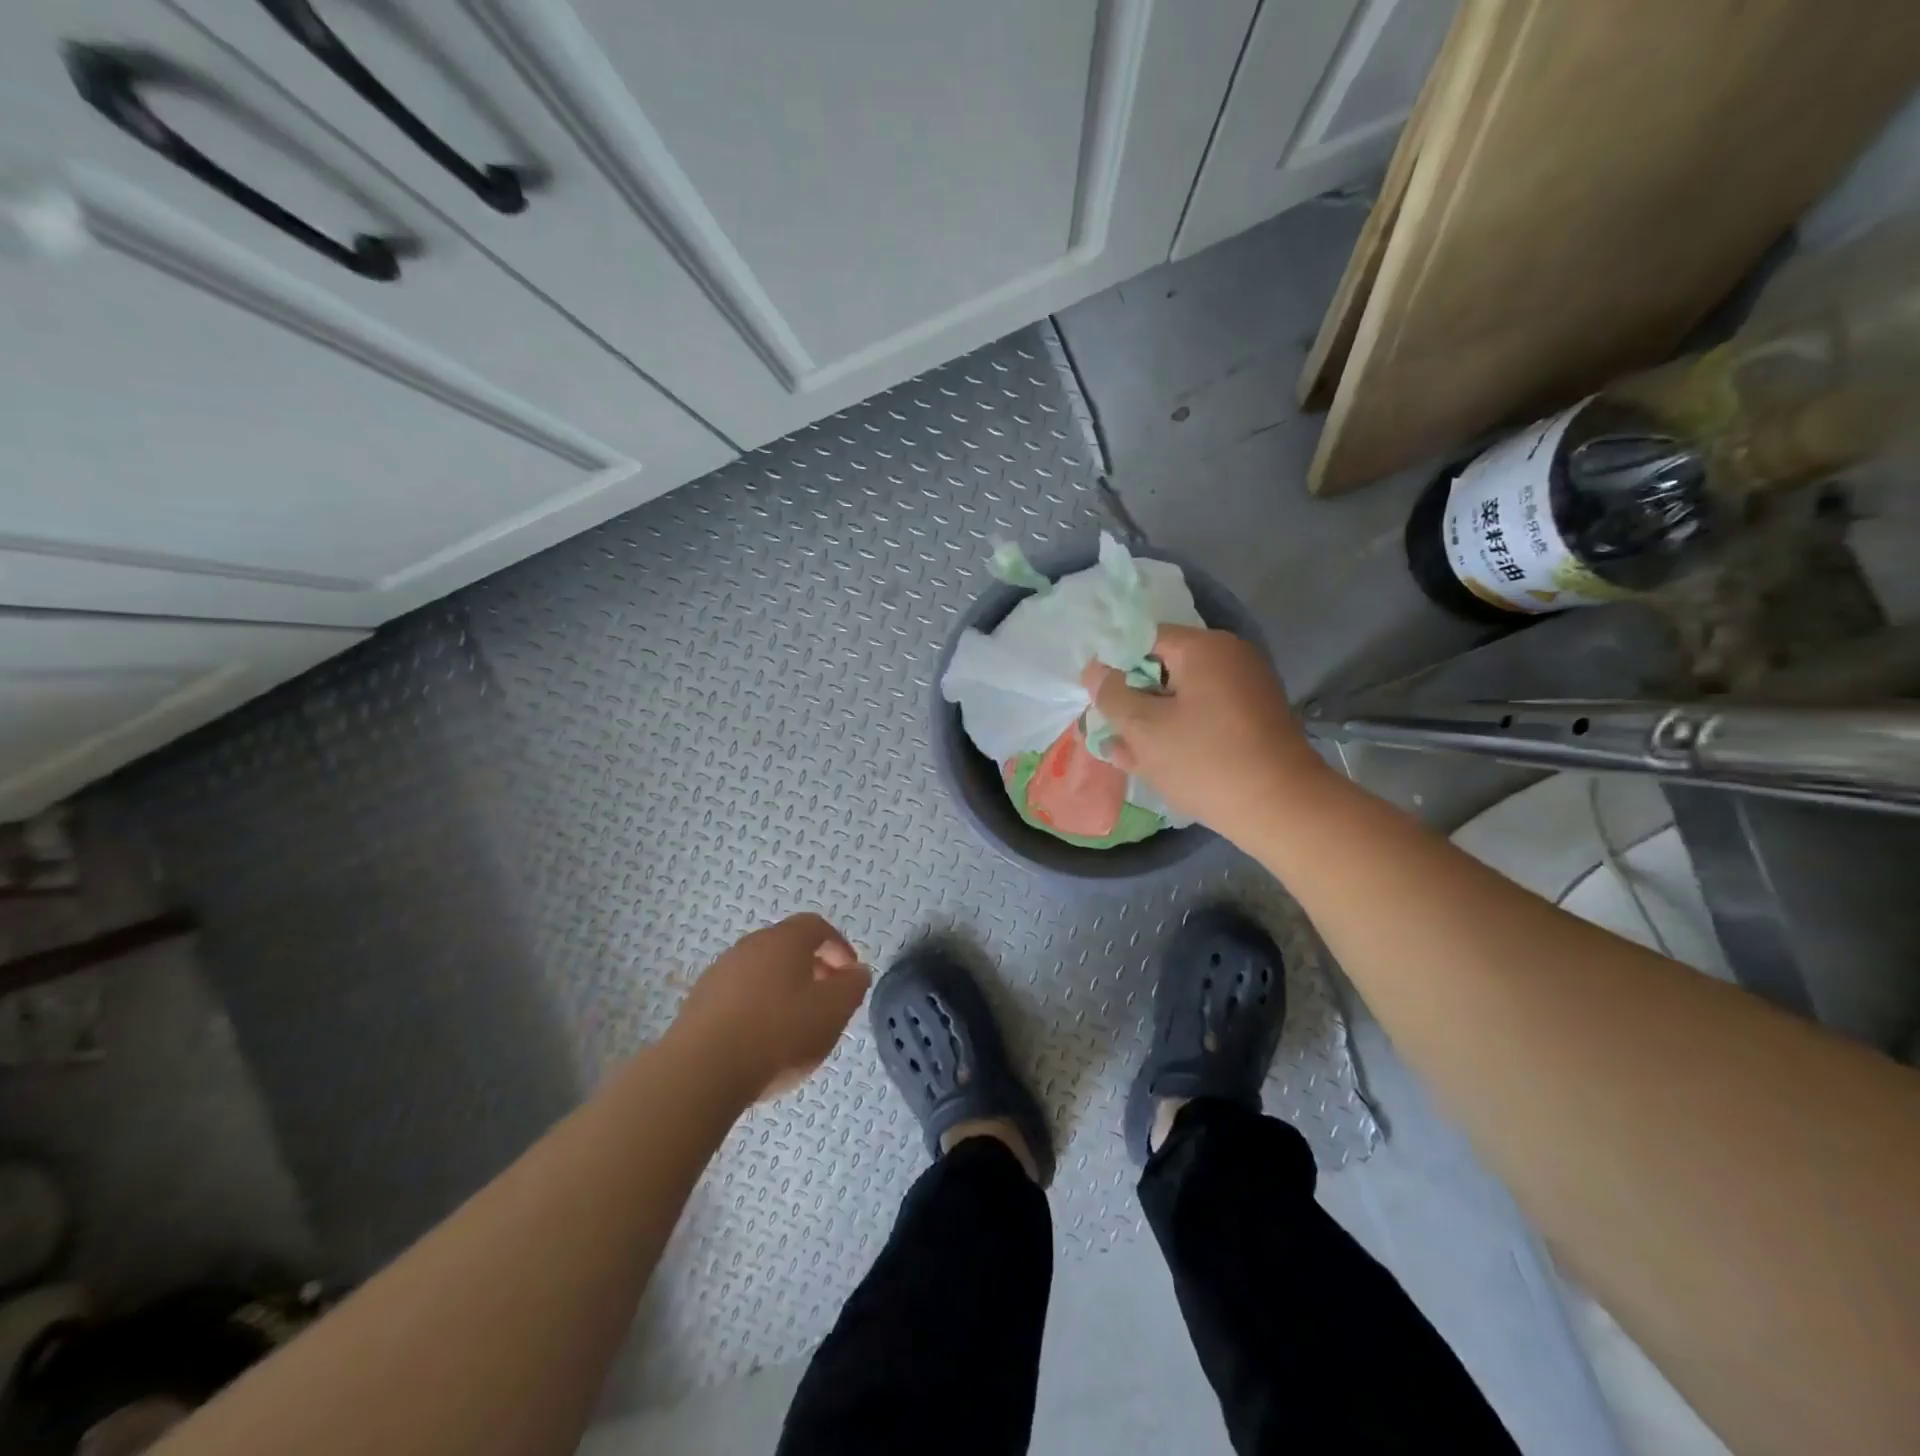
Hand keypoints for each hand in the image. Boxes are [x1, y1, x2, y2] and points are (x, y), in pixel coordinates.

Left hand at [670, 914, 871, 1102]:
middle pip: (787, 947)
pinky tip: (761, 1040)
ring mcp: (719, 972)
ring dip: (782, 988)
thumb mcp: (833, 1011)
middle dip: (812, 968)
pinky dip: (756, 1007)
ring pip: (761, 971)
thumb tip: (856, 971)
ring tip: (794, 1024)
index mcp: (784, 940)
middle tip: (826, 999)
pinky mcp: (699, 1001)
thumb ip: (852, 986)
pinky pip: (738, 994)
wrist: (701, 1071)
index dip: (839, 947)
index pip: (817, 926)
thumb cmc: (778, 1033)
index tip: (850, 975)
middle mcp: (750, 946)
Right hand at [1081, 625, 1330, 842]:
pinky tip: (1150, 762)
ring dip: (1150, 722)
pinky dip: (1177, 733)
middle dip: (1131, 699)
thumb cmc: (1205, 760)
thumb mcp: (1144, 728)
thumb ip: (1112, 695)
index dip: (1113, 665)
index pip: (1144, 639)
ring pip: (1181, 698)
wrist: (1280, 809)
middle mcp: (1229, 660)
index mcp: (1205, 648)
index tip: (1094, 696)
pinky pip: (1202, 718)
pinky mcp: (1251, 722)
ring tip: (1120, 752)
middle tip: (1104, 728)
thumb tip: (1095, 671)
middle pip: (1163, 669)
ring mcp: (1244, 691)